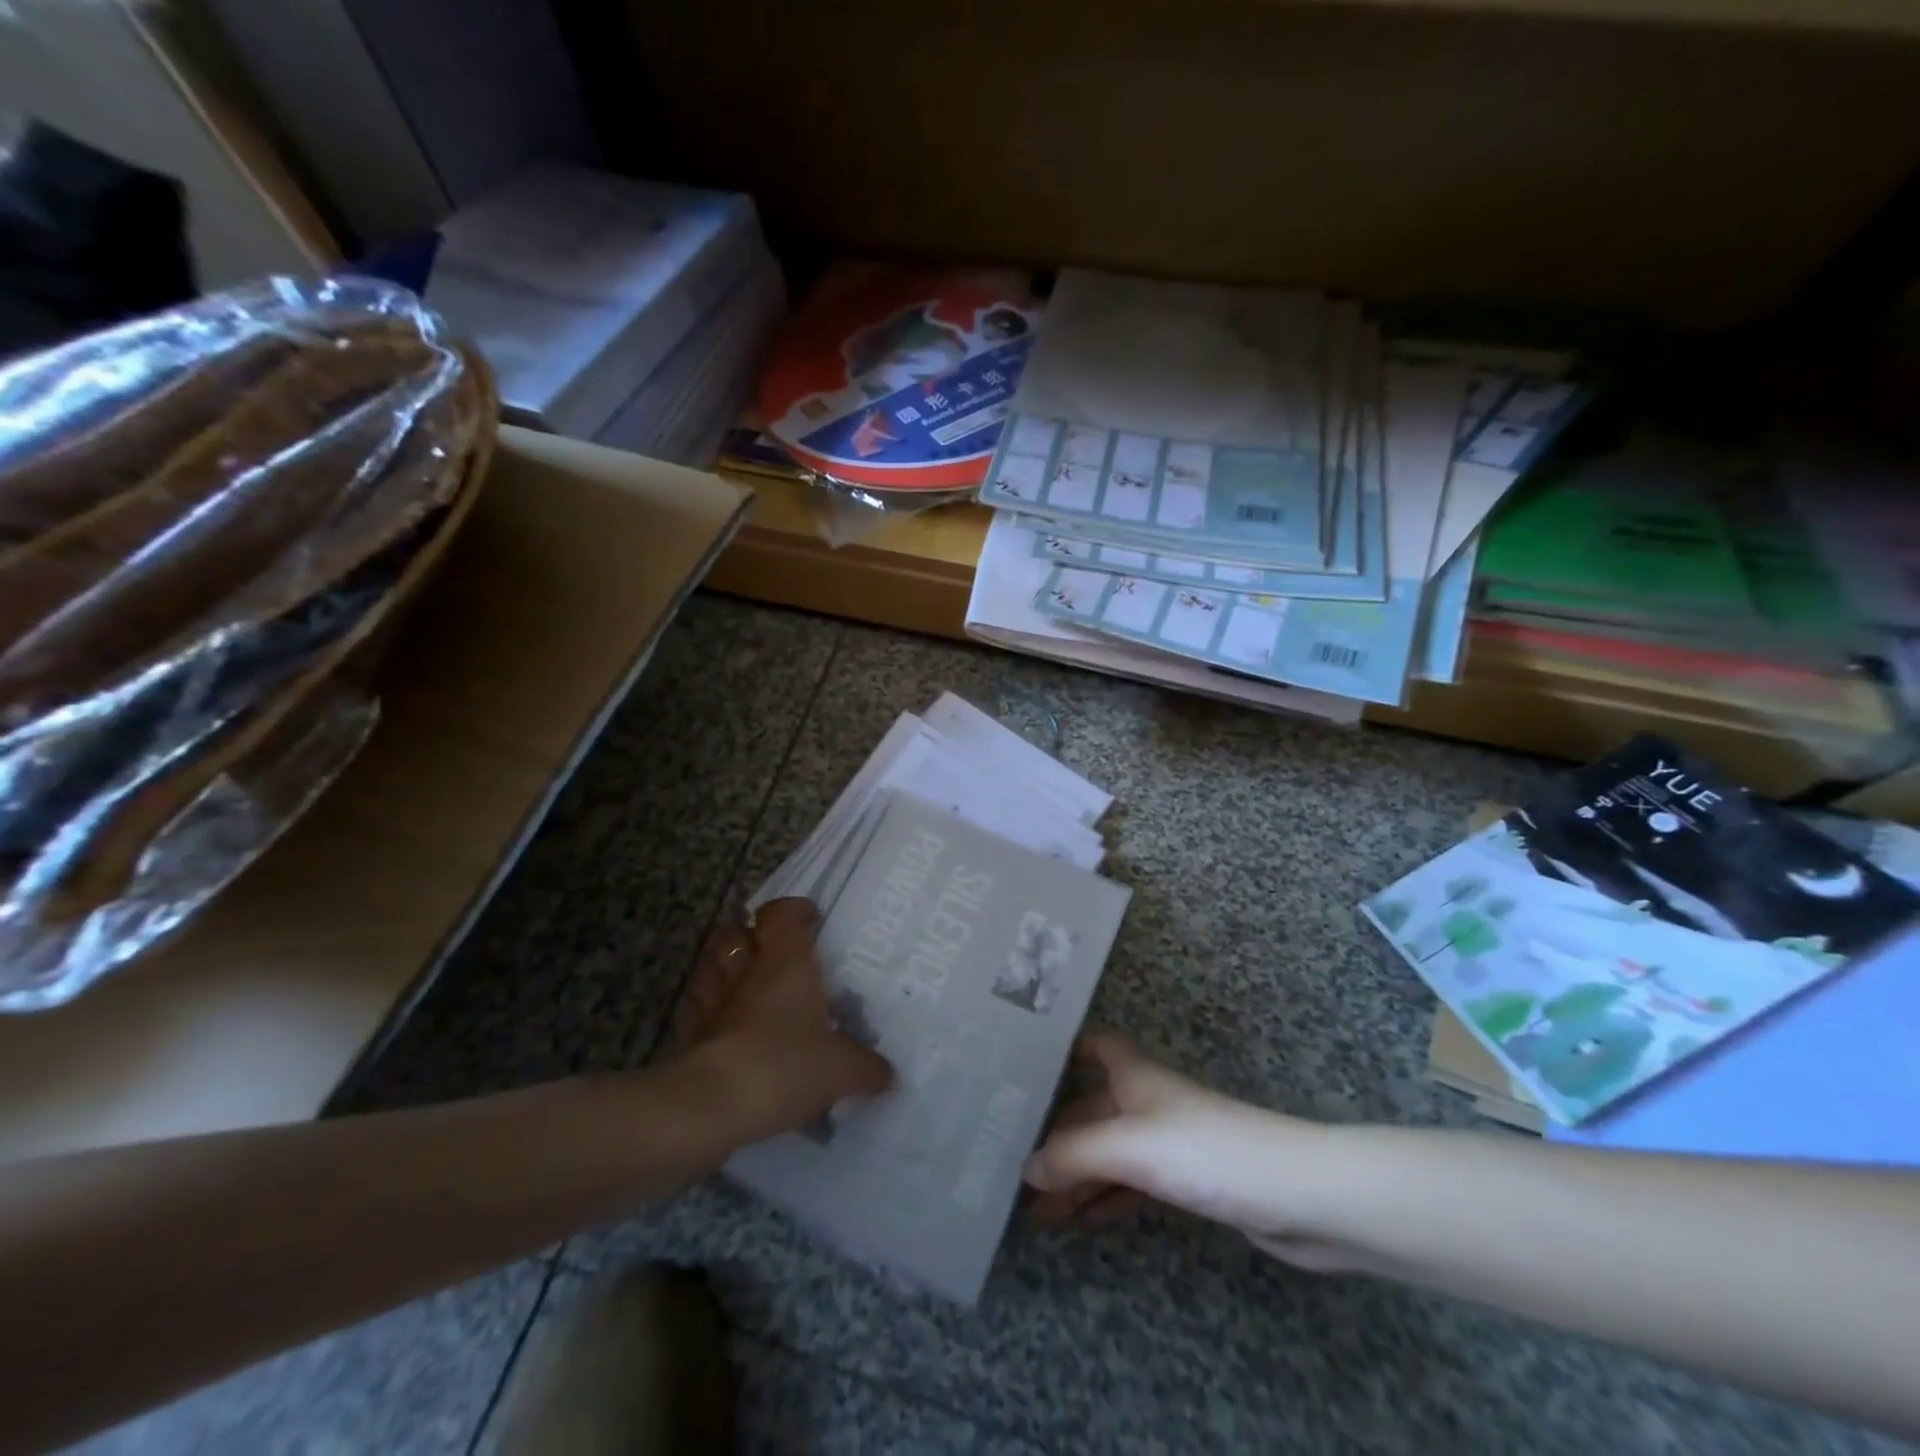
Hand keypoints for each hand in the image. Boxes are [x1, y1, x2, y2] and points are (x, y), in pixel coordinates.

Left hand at [671, 897, 893, 1138]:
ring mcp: (713, 1002)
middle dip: (752, 936)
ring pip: (711, 967)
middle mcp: (746, 971)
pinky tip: (728, 1030)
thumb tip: (886, 1074)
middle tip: (776, 953)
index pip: (781, 913)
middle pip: (736, 933)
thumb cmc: (783, 1065)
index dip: (793, 910)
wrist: (711, 1106)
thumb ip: (866, 1068)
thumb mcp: (841, 1070)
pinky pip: (699, 1011)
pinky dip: (711, 1013)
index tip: (811, 920)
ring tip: (748, 985)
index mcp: (785, 962)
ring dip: (726, 969)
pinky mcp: (690, 1035)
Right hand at [1025, 1031, 1356, 1270]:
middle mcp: (1146, 1100)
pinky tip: (1083, 1218)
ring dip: (1075, 1174)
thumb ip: (1074, 1155)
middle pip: (1091, 1109)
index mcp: (1133, 1075)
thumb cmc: (1206, 1151)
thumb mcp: (1130, 1147)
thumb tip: (1025, 1168)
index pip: (1093, 1045)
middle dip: (1054, 1134)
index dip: (1062, 1049)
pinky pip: (1131, 1182)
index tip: (1022, 1067)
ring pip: (1108, 1151)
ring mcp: (1168, 1141)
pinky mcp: (1188, 1179)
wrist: (1298, 1196)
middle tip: (1011, 1161)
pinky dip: (1106, 1196)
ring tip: (1035, 1206)